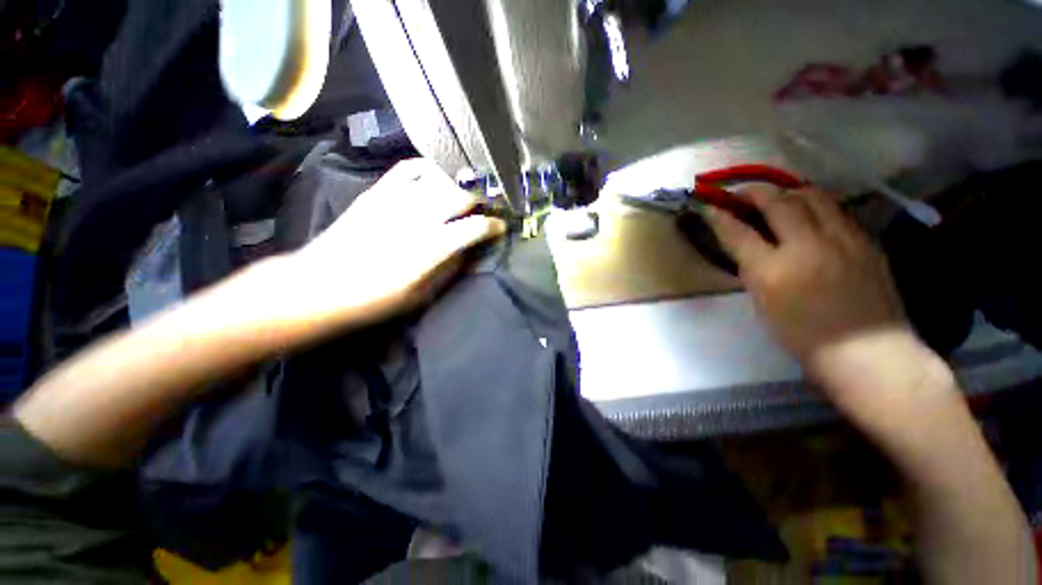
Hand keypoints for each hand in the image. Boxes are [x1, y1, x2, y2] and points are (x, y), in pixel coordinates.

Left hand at [279, 158, 505, 330]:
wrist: (320, 285)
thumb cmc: (376, 299)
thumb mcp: (423, 295)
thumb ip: (450, 268)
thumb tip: (467, 249)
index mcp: (432, 246)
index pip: (476, 227)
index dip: (494, 226)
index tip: (500, 228)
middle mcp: (419, 216)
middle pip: (462, 194)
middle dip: (482, 199)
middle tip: (487, 207)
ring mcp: (397, 199)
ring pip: (440, 177)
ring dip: (459, 182)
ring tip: (466, 191)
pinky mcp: (378, 191)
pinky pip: (408, 168)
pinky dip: (428, 168)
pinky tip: (436, 175)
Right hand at [705, 186, 950, 417]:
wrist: (867, 353)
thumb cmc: (804, 337)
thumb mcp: (764, 305)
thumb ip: (755, 271)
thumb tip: (750, 248)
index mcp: (772, 271)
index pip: (738, 233)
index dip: (719, 216)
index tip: (709, 205)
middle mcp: (806, 247)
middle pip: (778, 203)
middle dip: (754, 192)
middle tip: (742, 192)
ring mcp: (842, 240)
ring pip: (813, 197)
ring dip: (789, 191)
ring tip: (778, 194)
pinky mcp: (865, 241)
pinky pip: (837, 211)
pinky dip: (817, 204)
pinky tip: (811, 210)